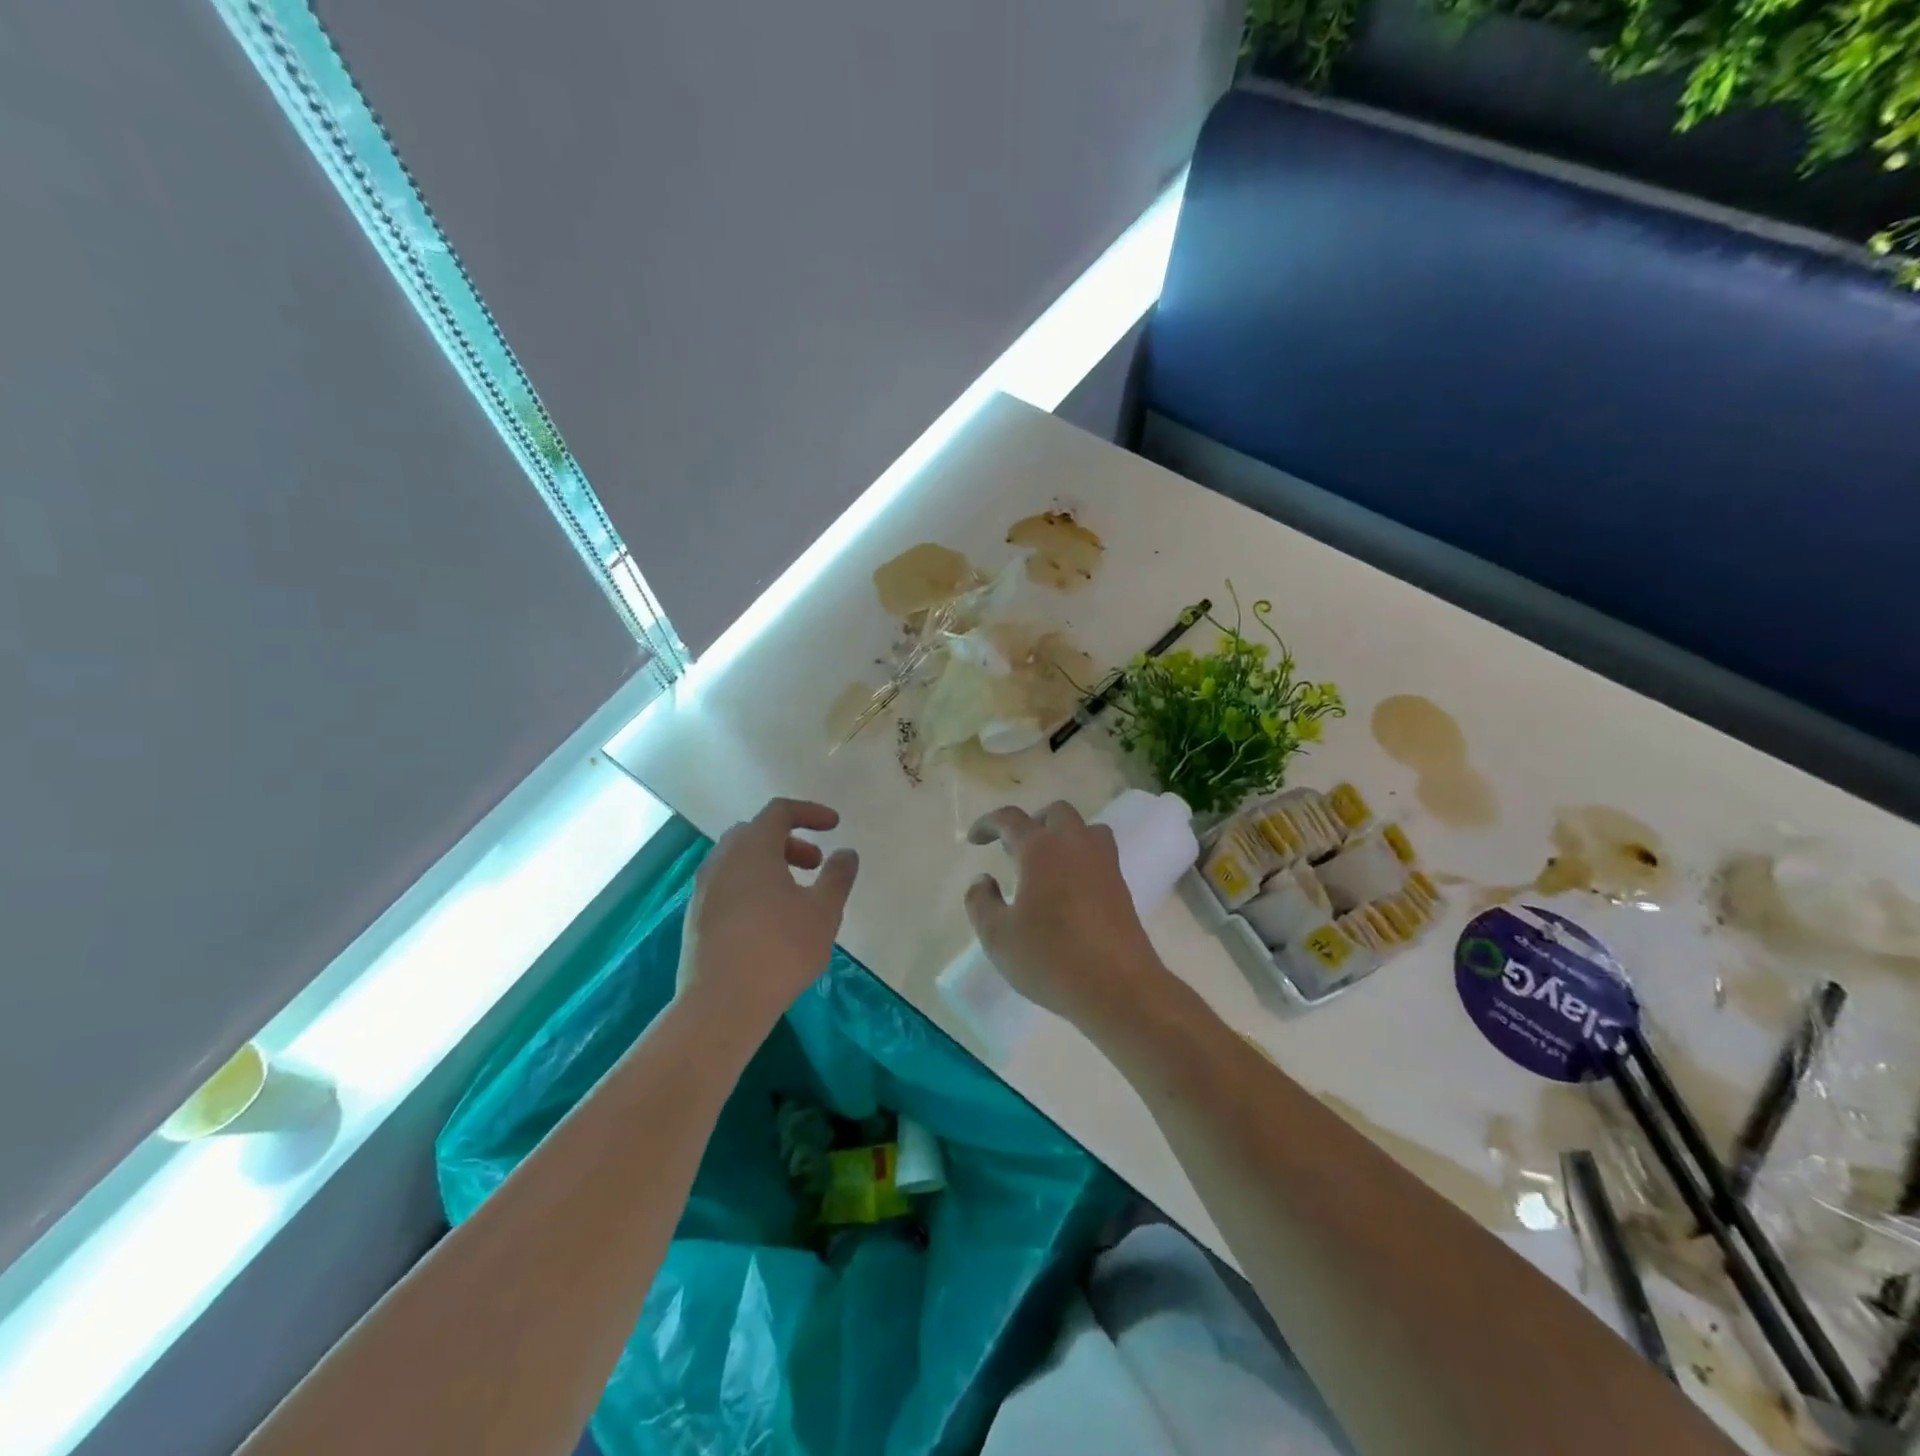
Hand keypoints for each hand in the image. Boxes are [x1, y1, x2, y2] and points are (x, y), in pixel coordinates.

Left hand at [678, 798, 858, 1043]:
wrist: (720, 1004)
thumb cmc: (779, 950)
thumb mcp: (823, 912)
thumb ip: (838, 876)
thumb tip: (845, 853)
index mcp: (752, 848)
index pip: (780, 811)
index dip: (810, 812)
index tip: (834, 826)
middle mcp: (722, 859)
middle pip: (756, 832)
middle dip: (789, 841)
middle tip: (814, 865)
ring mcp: (704, 888)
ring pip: (739, 859)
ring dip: (770, 864)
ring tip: (795, 895)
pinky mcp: (696, 916)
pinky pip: (727, 884)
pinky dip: (751, 885)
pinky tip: (769, 920)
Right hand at [964, 801, 1173, 1033]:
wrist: (1118, 987)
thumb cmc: (1050, 958)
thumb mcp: (997, 936)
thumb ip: (981, 902)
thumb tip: (983, 880)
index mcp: (1041, 849)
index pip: (1011, 819)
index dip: (988, 823)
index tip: (975, 839)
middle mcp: (1075, 845)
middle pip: (1056, 813)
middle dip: (1032, 823)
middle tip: (1014, 850)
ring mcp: (1104, 864)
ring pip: (1086, 829)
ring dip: (1063, 835)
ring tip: (1046, 864)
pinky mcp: (1121, 887)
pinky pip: (1100, 855)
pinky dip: (1081, 858)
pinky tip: (1068, 890)